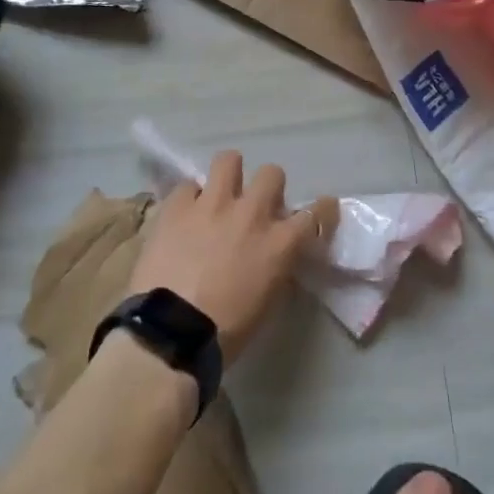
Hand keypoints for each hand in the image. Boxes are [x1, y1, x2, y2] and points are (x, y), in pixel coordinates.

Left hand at [128, 151, 335, 364]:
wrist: (170, 334)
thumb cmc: (225, 332)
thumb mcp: (267, 302)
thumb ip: (275, 268)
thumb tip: (274, 256)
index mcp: (279, 244)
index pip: (316, 214)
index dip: (323, 209)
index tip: (323, 208)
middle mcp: (251, 214)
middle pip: (272, 173)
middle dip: (268, 186)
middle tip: (256, 204)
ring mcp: (212, 205)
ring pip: (229, 160)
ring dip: (228, 174)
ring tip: (220, 192)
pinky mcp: (177, 207)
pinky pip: (186, 186)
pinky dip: (188, 198)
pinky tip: (184, 214)